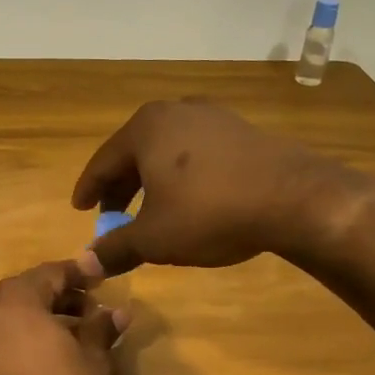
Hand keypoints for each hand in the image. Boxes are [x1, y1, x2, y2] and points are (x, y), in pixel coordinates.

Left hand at [0, 261, 122, 374]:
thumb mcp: (91, 357)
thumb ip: (102, 328)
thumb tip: (120, 312)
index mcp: (16, 295)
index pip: (53, 272)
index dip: (80, 274)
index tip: (100, 278)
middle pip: (29, 290)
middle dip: (60, 297)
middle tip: (89, 309)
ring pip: (12, 312)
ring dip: (40, 316)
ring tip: (71, 332)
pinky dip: (21, 334)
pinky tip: (45, 349)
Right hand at [71, 99, 374, 276]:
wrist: (294, 198)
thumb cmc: (210, 213)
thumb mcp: (155, 238)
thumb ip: (116, 248)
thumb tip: (85, 264)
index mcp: (145, 129)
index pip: (103, 162)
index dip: (89, 190)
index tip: (80, 209)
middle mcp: (175, 111)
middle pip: (135, 152)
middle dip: (121, 187)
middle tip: (112, 216)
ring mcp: (213, 116)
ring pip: (167, 151)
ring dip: (152, 181)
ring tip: (150, 210)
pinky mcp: (242, 129)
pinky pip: (197, 152)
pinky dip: (183, 175)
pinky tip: (191, 199)